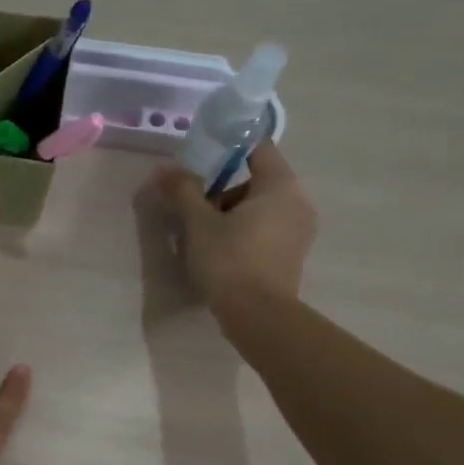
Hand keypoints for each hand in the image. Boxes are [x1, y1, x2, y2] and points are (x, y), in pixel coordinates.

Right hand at [152, 140, 318, 321]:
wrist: (258, 317)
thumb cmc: (229, 261)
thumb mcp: (199, 223)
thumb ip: (183, 190)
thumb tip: (164, 169)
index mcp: (280, 185)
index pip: (257, 148)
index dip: (227, 147)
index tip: (200, 157)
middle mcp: (298, 201)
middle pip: (257, 179)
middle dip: (223, 188)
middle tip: (194, 205)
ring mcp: (299, 230)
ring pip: (260, 207)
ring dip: (231, 212)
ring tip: (202, 234)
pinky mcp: (293, 254)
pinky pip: (266, 229)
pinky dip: (245, 231)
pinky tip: (220, 251)